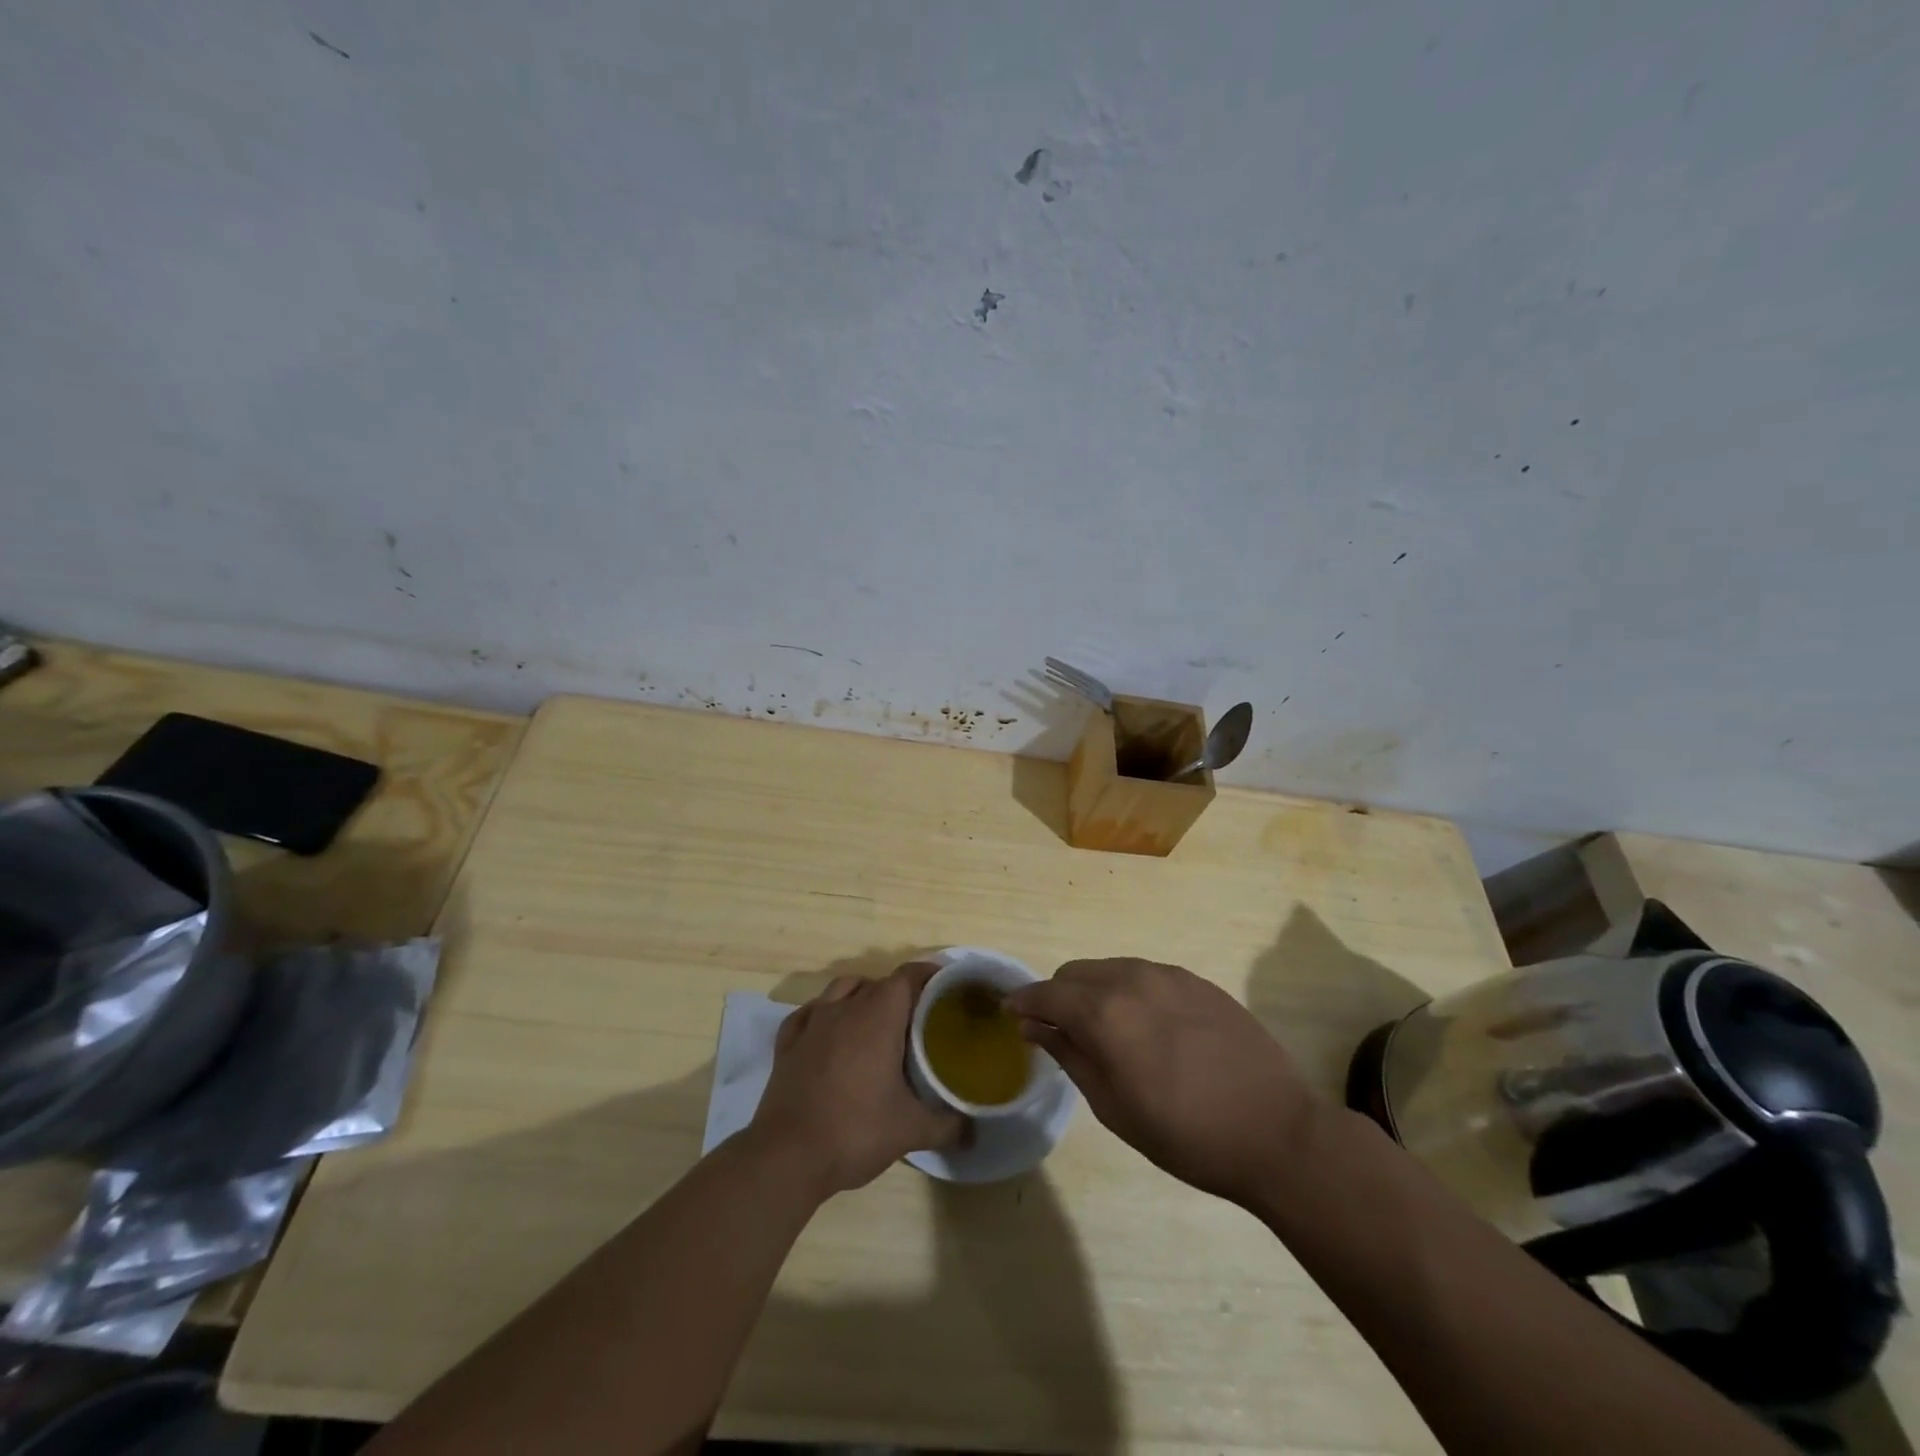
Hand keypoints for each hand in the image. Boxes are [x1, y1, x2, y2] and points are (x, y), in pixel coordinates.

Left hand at [749, 963, 964, 1196]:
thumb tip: (974, 1131)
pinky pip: (809, 1013)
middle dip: (900, 993)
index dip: (929, 976)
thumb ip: (947, 1126)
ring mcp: (812, 1023)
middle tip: (918, 1018)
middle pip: (878, 983)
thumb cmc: (855, 1131)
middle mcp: (845, 1008)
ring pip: (841, 988)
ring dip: (861, 994)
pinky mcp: (787, 1044)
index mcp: (878, 1016)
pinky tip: (828, 1033)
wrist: (787, 1157)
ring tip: (875, 1020)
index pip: (908, 976)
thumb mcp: (910, 1131)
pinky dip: (823, 1014)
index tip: (946, 989)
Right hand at [1006, 958, 1321, 1208]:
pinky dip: (1130, 992)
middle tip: (1061, 1033)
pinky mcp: (1197, 980)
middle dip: (1059, 996)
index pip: (1047, 993)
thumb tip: (1034, 1025)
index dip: (1024, 1002)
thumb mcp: (1113, 1106)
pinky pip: (1146, 974)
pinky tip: (1148, 1028)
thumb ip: (1069, 1055)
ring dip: (1095, 992)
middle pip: (1076, 973)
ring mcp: (1168, 975)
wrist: (1275, 1131)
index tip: (1013, 1016)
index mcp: (1105, 1011)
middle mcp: (1132, 978)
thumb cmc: (1185, 1134)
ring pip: (1111, 969)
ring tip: (1107, 1032)